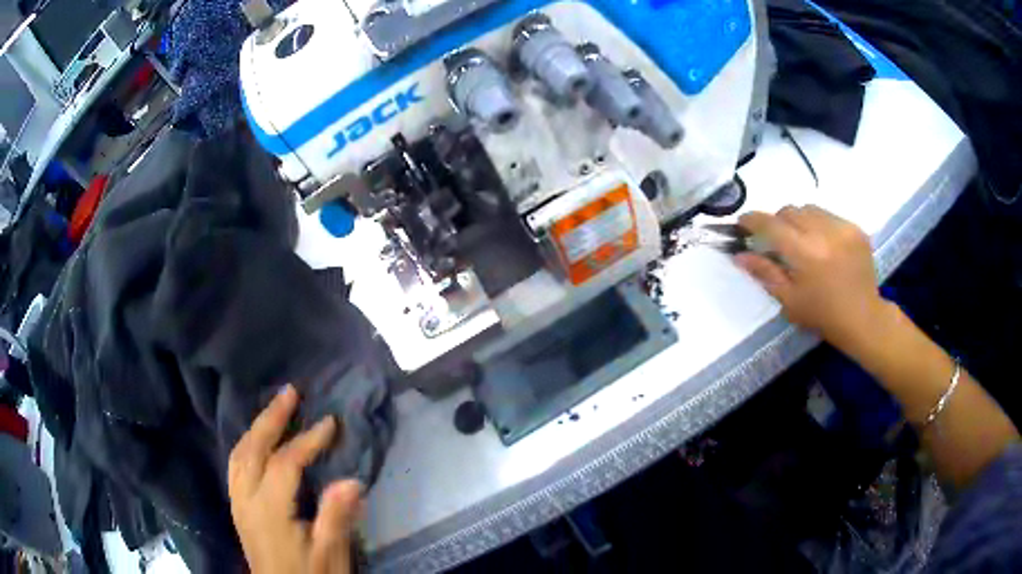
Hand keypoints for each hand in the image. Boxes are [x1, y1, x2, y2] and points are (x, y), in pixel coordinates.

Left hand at [228, 385, 362, 573]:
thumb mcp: (330, 554)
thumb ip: (336, 518)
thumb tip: (352, 480)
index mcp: (269, 511)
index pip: (284, 464)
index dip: (307, 440)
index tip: (330, 422)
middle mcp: (246, 500)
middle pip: (252, 449)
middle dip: (270, 418)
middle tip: (290, 392)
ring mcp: (238, 503)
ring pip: (238, 454)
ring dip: (255, 427)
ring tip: (274, 409)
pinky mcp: (238, 508)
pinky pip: (235, 465)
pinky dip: (246, 445)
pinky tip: (257, 442)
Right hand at [735, 205, 889, 352]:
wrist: (863, 318)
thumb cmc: (823, 315)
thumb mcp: (789, 300)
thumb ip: (764, 273)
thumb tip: (739, 254)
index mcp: (805, 253)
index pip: (771, 224)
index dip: (752, 220)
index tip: (742, 223)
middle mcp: (823, 233)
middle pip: (789, 211)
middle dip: (778, 221)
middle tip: (777, 240)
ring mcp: (842, 228)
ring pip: (809, 209)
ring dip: (799, 220)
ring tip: (802, 241)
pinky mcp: (855, 228)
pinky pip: (829, 215)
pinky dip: (820, 225)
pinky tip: (824, 245)